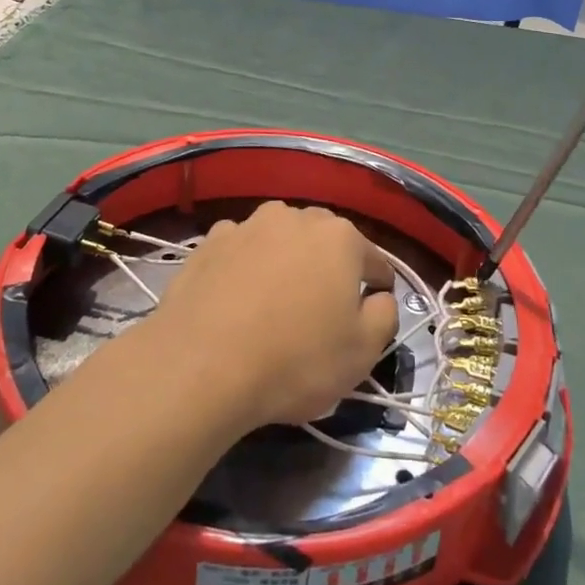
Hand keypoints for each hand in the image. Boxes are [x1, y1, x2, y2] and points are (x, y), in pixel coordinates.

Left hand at [150, 202, 399, 433]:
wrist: (200, 365)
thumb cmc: (295, 360)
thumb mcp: (362, 353)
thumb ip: (384, 316)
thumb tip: (379, 298)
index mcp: (340, 237)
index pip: (373, 260)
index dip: (377, 287)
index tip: (371, 311)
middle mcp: (294, 218)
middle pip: (324, 242)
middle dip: (329, 268)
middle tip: (322, 310)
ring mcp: (247, 226)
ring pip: (279, 240)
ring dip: (284, 262)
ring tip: (276, 303)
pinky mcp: (208, 243)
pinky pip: (240, 250)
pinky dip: (244, 266)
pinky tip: (236, 299)